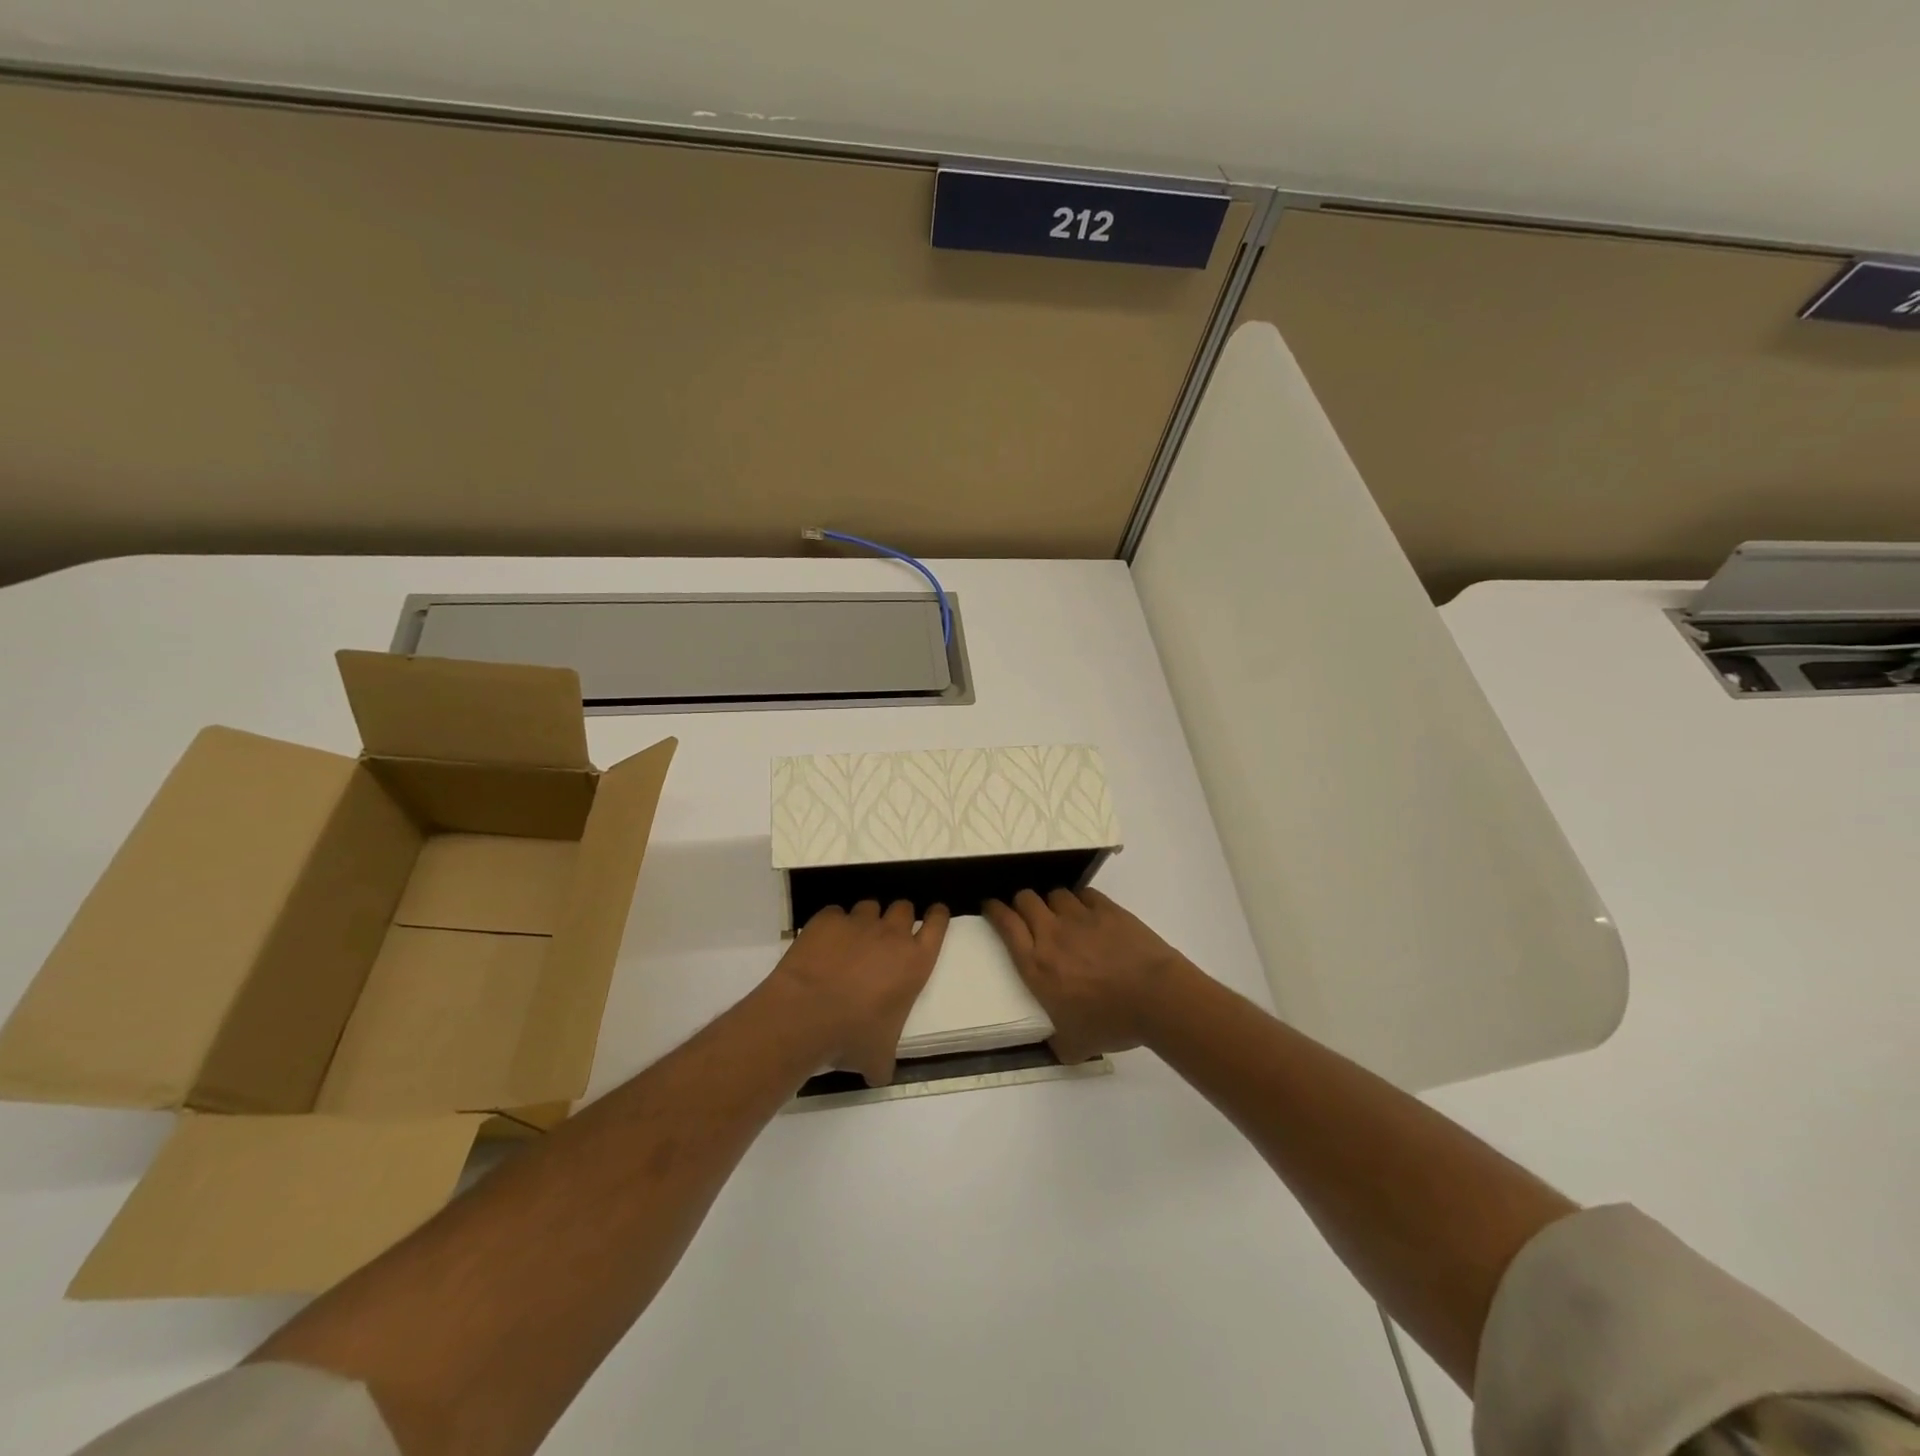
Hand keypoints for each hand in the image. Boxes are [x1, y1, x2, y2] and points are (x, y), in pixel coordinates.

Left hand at [769, 900, 948, 1086]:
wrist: (805, 1015)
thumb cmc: (852, 1036)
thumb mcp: (878, 1057)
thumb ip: (885, 1061)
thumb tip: (880, 1075)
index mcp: (915, 962)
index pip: (938, 924)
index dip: (937, 916)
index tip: (935, 914)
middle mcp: (891, 934)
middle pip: (904, 908)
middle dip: (899, 917)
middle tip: (887, 935)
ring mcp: (858, 923)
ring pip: (870, 906)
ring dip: (866, 920)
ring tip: (853, 940)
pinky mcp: (827, 919)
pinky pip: (835, 914)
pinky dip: (832, 925)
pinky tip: (823, 944)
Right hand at [984, 888, 1188, 1062]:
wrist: (1156, 998)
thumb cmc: (1111, 1023)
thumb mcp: (1074, 1046)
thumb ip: (1056, 1043)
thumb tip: (1052, 1046)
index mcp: (1036, 965)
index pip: (1005, 924)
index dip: (994, 910)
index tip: (991, 907)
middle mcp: (1051, 933)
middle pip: (1025, 899)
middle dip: (1021, 903)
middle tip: (1027, 914)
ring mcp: (1080, 917)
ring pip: (1055, 893)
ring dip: (1052, 902)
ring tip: (1061, 915)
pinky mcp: (1107, 909)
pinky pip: (1085, 894)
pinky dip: (1081, 901)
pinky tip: (1089, 913)